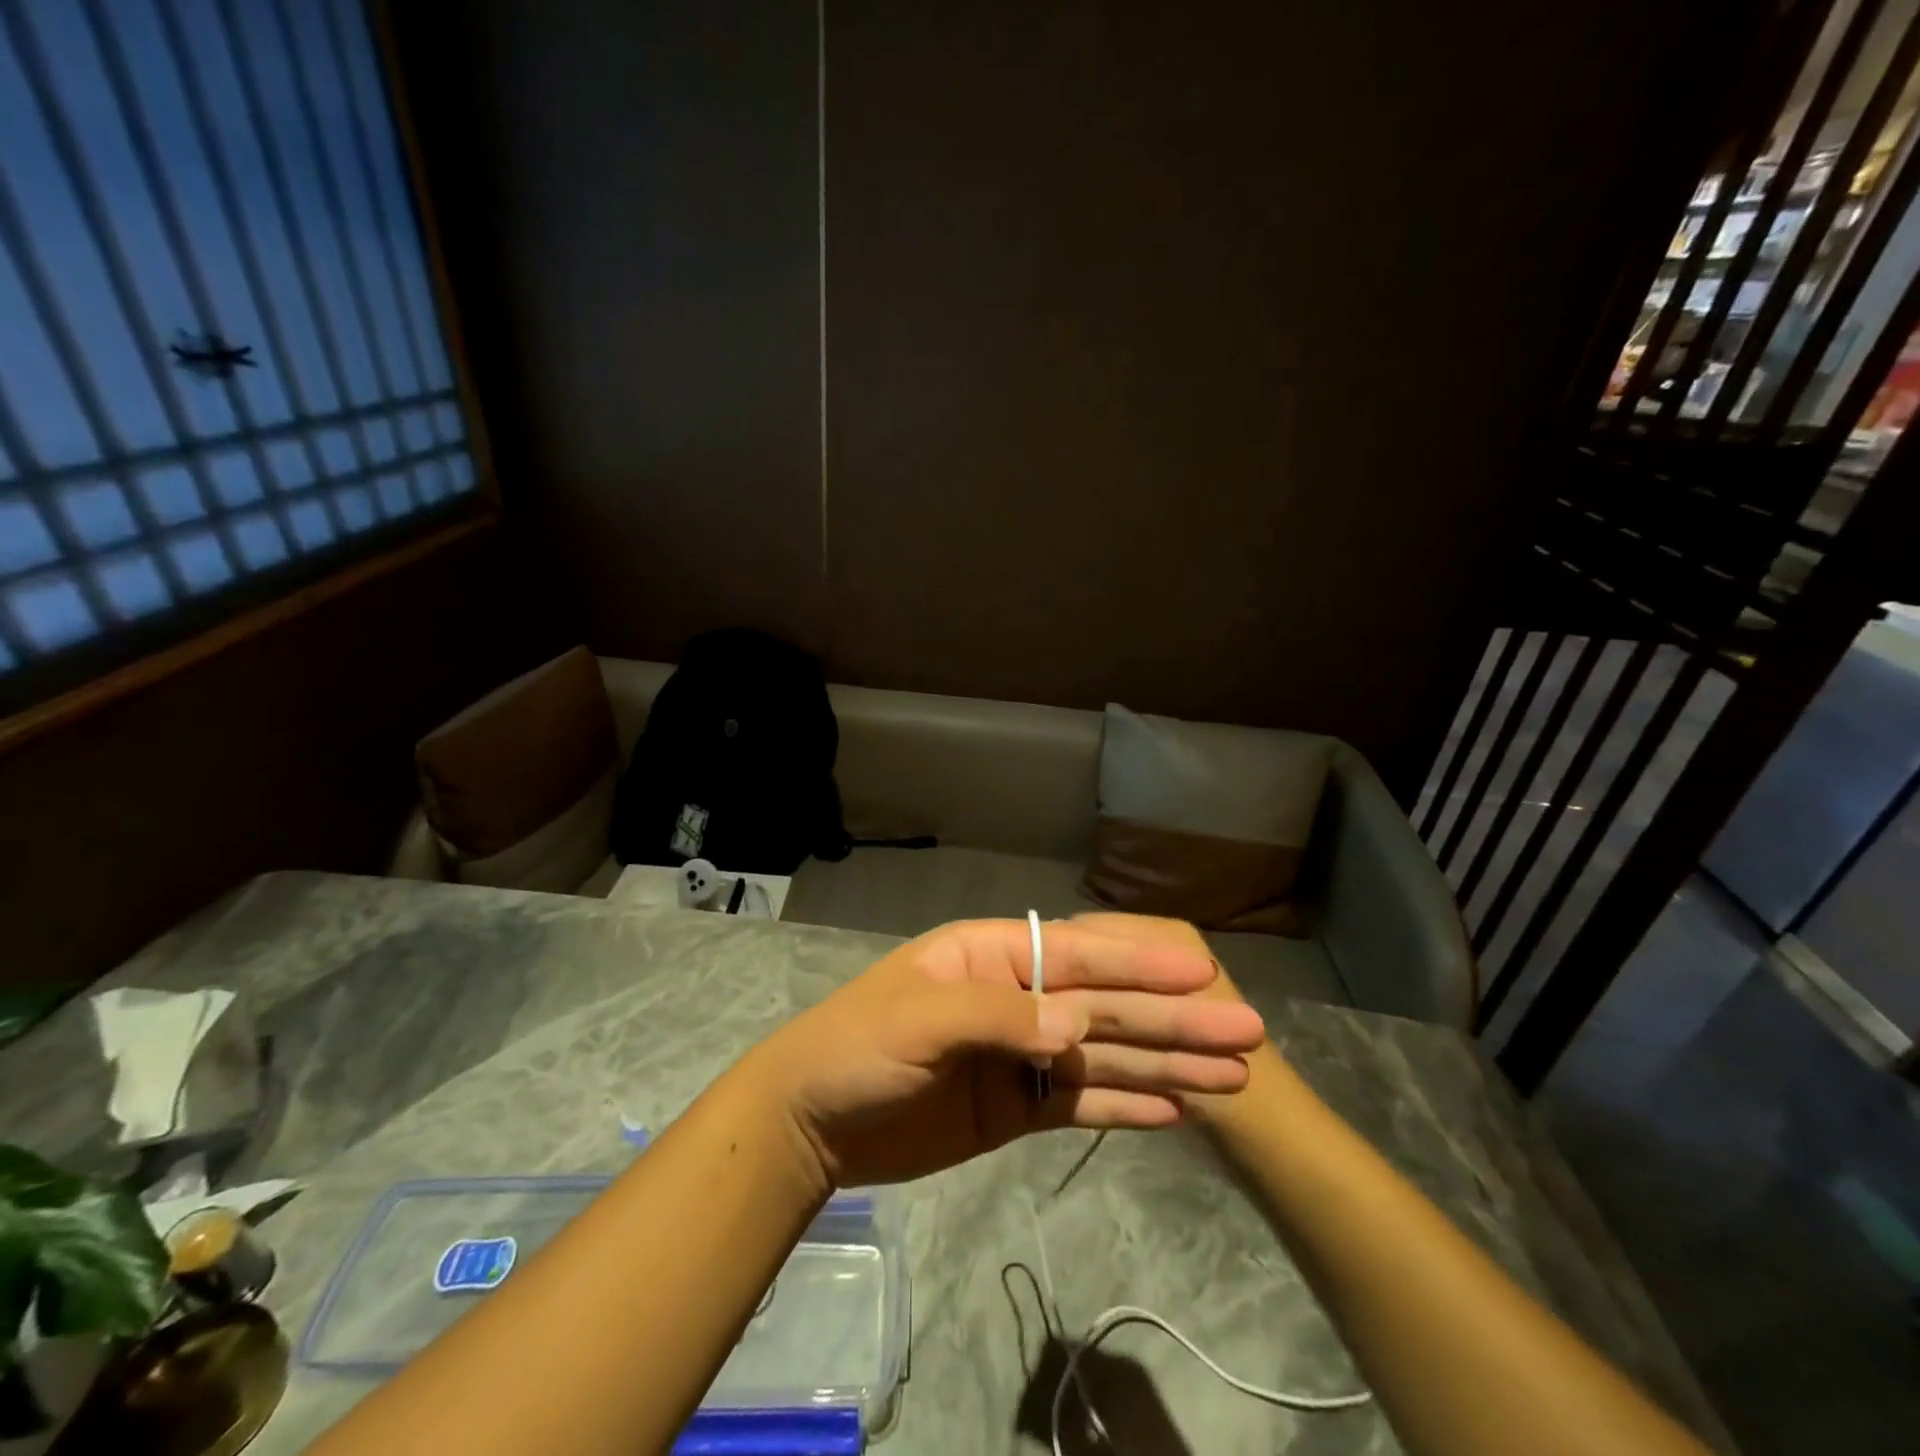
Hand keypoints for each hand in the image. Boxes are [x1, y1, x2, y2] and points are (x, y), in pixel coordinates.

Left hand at [749, 917, 1266, 1186]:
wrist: (812, 1121)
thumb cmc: (856, 1046)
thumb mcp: (918, 1019)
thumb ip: (997, 1017)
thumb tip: (1075, 1027)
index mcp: (995, 957)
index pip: (1082, 957)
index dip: (1142, 966)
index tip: (1204, 974)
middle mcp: (1018, 999)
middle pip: (1108, 1008)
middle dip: (1175, 1020)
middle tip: (1248, 1036)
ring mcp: (1020, 1056)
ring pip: (1105, 1056)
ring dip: (1166, 1064)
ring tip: (1232, 1077)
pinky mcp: (1015, 1107)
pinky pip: (1081, 1103)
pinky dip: (1126, 1105)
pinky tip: (1175, 1110)